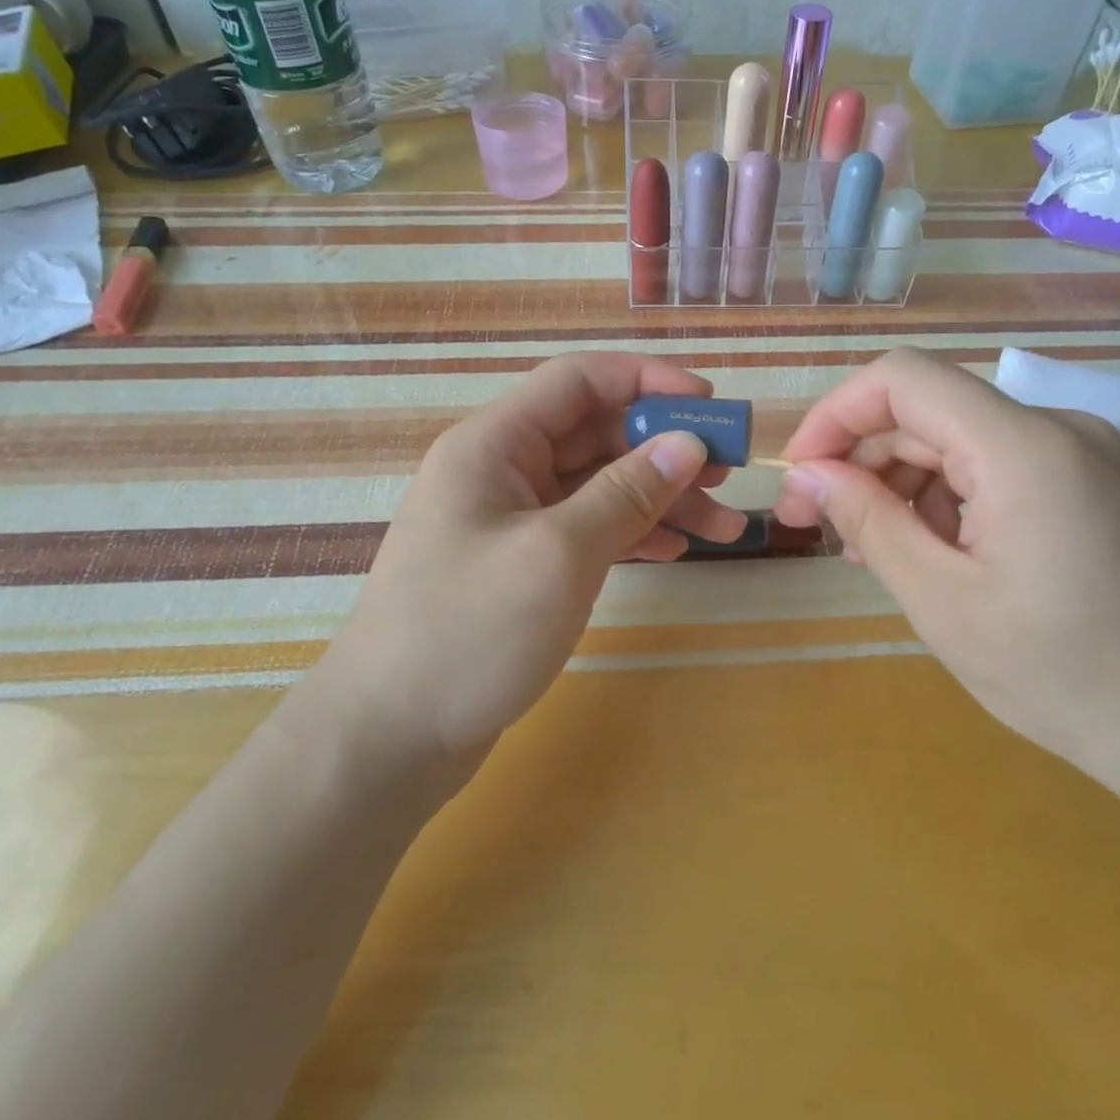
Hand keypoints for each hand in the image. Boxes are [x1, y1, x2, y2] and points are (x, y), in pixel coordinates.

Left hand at [340, 353, 747, 751]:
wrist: (390, 738)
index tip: (709, 403)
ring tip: (725, 527)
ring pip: (598, 487)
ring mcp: (511, 521)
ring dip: (661, 499)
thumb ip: (627, 492)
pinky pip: (587, 531)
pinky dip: (633, 535)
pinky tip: (676, 552)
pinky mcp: (520, 567)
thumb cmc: (469, 631)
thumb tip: (687, 443)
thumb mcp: (559, 554)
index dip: (647, 381)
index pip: (579, 380)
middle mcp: (502, 471)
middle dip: (665, 450)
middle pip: (596, 435)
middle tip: (730, 473)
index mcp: (495, 444)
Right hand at [773, 349, 1119, 803]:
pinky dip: (945, 498)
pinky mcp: (1087, 483)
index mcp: (1023, 447)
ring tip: (870, 550)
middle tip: (816, 523)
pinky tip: (926, 552)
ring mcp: (1079, 454)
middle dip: (861, 458)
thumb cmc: (1064, 675)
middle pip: (927, 411)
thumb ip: (868, 521)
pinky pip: (992, 466)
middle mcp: (1056, 428)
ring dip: (899, 484)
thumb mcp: (942, 601)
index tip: (799, 474)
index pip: (902, 380)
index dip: (835, 414)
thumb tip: (807, 474)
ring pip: (956, 439)